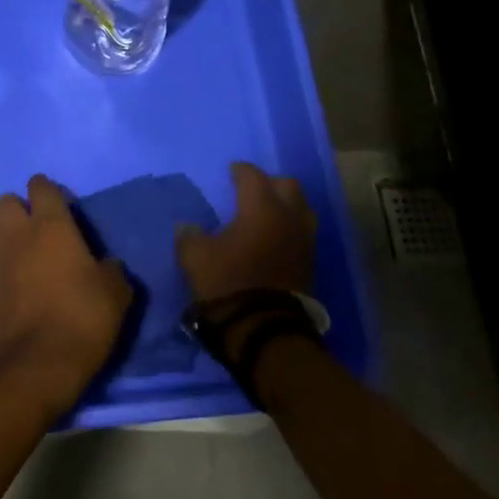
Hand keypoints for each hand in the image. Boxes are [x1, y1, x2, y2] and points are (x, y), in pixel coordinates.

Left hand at [0, 176, 133, 417]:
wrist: (40, 365)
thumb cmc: (83, 318)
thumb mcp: (116, 292)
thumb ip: (111, 269)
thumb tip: (106, 265)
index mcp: (51, 226)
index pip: (41, 188)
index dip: (48, 189)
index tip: (60, 202)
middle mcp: (19, 236)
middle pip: (5, 203)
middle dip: (19, 208)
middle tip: (38, 227)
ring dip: (6, 237)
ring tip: (24, 254)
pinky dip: (1, 272)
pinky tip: (15, 288)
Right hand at [176, 162, 315, 303]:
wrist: (263, 328)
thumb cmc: (228, 282)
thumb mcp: (195, 257)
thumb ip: (190, 236)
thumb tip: (188, 227)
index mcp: (261, 207)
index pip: (253, 176)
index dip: (241, 171)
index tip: (231, 172)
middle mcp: (288, 217)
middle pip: (288, 186)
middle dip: (270, 183)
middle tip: (253, 190)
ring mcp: (304, 240)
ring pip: (302, 209)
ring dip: (287, 205)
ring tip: (268, 213)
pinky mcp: (310, 263)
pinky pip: (303, 233)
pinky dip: (291, 228)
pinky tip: (275, 238)